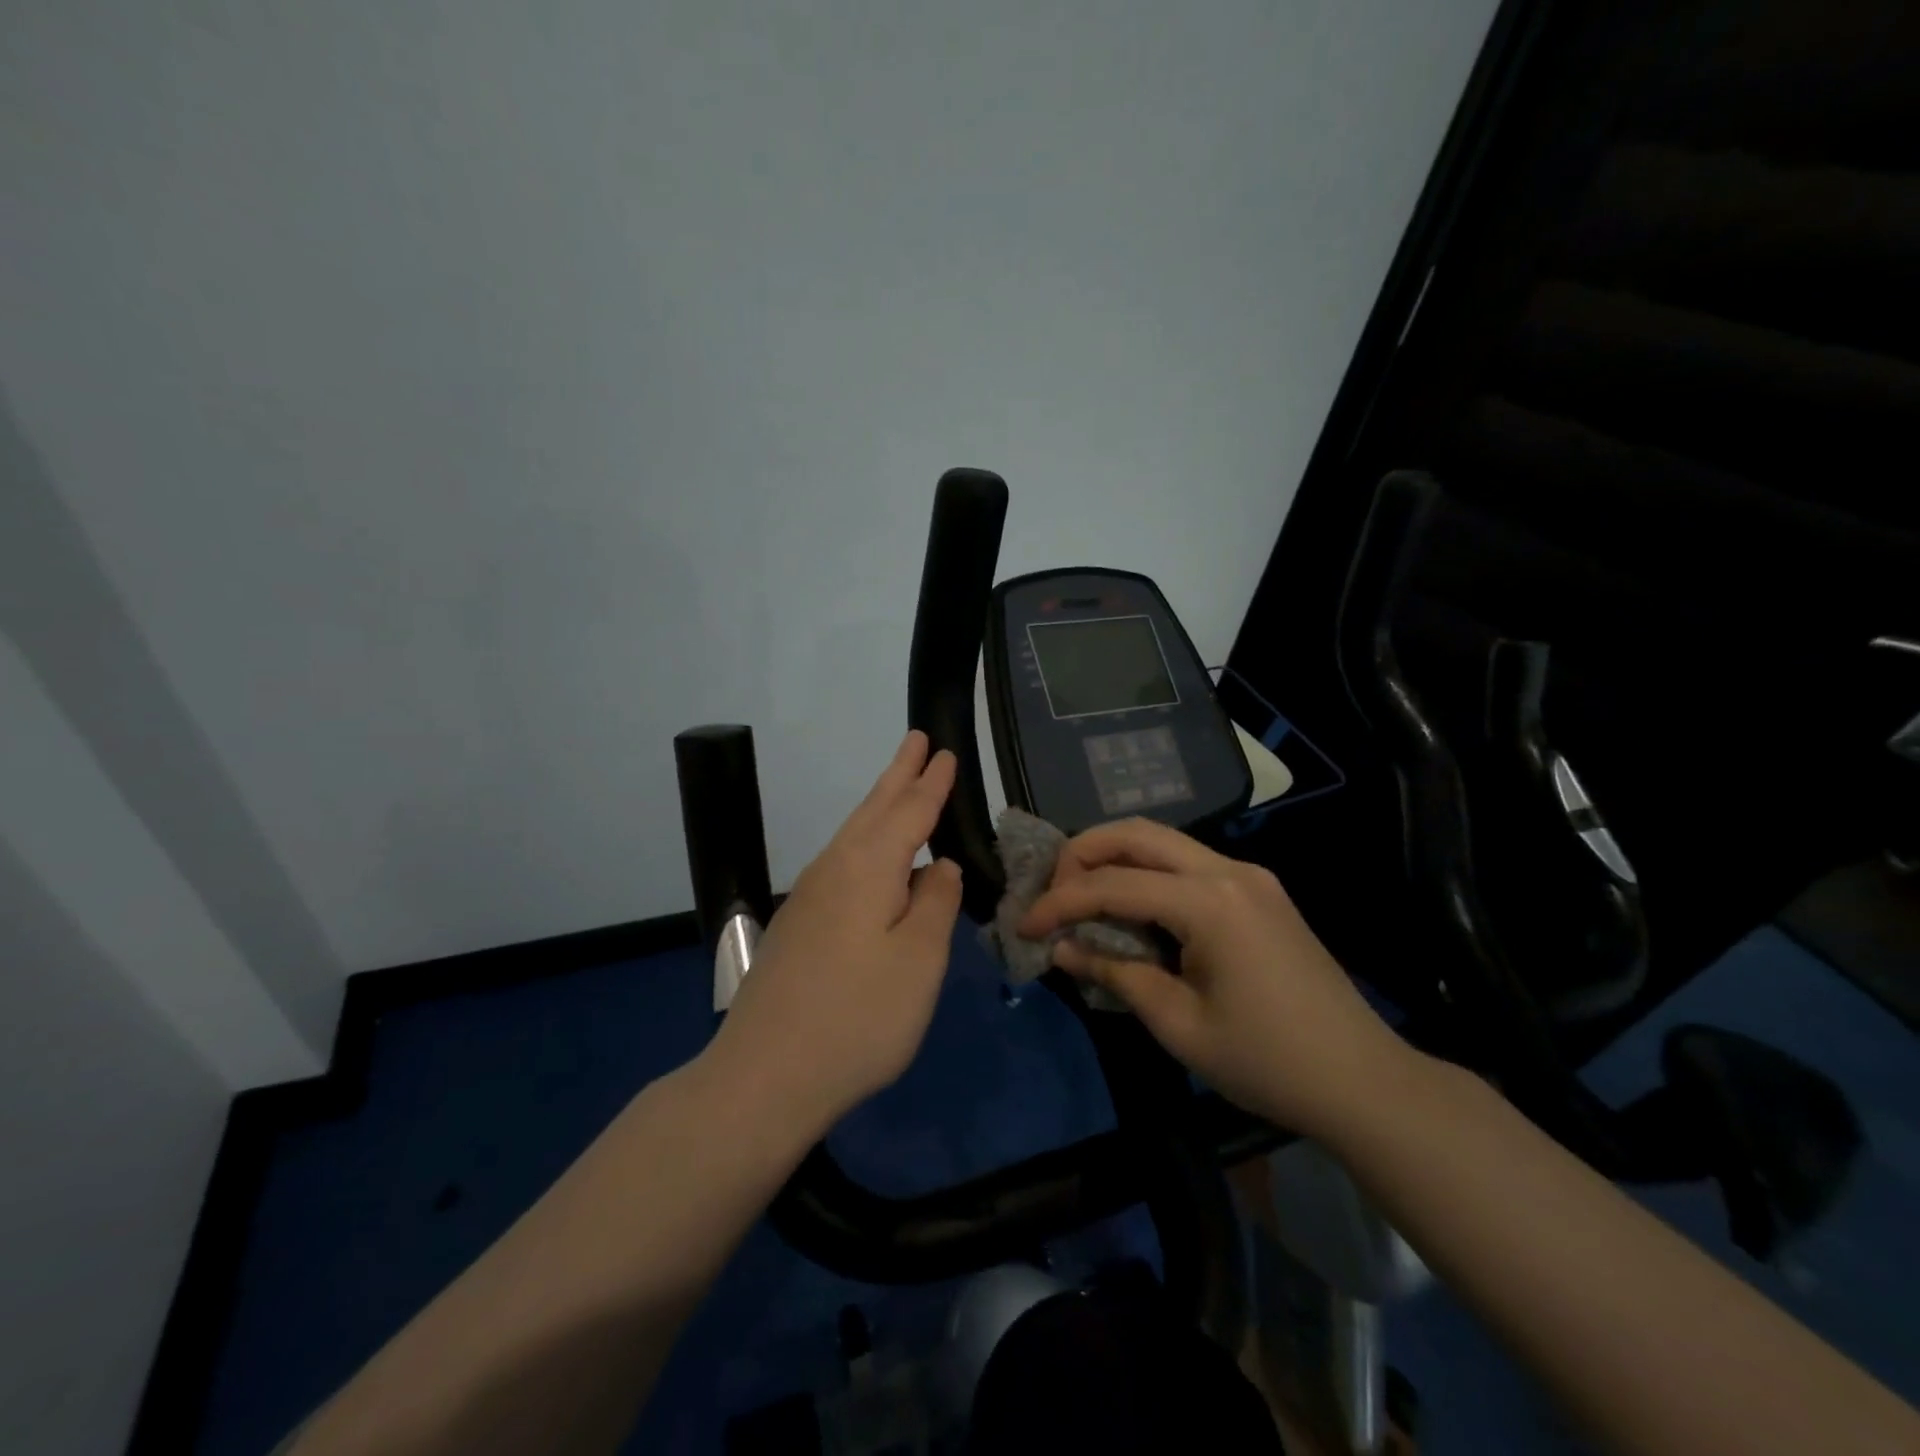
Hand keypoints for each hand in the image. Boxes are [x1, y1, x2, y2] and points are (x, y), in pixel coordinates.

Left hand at [710, 731, 962, 1133]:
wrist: (764, 1075)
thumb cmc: (858, 1017)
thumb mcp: (919, 961)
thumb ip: (935, 904)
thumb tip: (941, 866)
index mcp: (868, 867)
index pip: (910, 812)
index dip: (931, 783)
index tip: (945, 751)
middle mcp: (834, 868)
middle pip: (873, 810)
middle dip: (899, 774)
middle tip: (918, 740)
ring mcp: (809, 896)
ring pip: (853, 834)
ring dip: (880, 804)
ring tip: (899, 785)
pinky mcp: (797, 925)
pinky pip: (841, 861)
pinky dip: (865, 840)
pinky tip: (871, 858)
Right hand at [1019, 818, 1408, 1139]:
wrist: (1363, 1080)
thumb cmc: (1267, 1061)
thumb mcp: (1179, 1024)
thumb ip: (1116, 973)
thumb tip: (1063, 948)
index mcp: (1210, 901)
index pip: (1113, 884)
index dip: (1060, 902)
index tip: (1023, 926)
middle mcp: (1229, 869)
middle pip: (1137, 834)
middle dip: (1082, 853)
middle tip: (1050, 891)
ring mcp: (1249, 875)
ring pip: (1163, 841)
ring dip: (1114, 858)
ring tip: (1079, 895)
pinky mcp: (1259, 890)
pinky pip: (1188, 863)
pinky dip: (1147, 874)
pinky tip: (1130, 907)